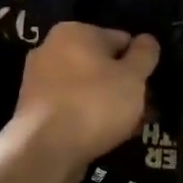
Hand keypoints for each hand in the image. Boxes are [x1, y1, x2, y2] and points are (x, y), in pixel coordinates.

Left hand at [12, 23, 159, 182]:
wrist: (44, 151)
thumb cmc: (94, 104)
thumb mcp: (133, 77)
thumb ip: (144, 55)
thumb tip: (147, 39)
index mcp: (73, 32)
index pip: (120, 39)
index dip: (139, 63)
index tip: (148, 86)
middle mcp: (50, 49)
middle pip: (100, 64)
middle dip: (121, 85)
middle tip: (140, 109)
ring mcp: (37, 81)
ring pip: (86, 88)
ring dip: (106, 104)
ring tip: (125, 127)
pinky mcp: (33, 110)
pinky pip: (70, 108)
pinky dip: (86, 118)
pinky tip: (102, 136)